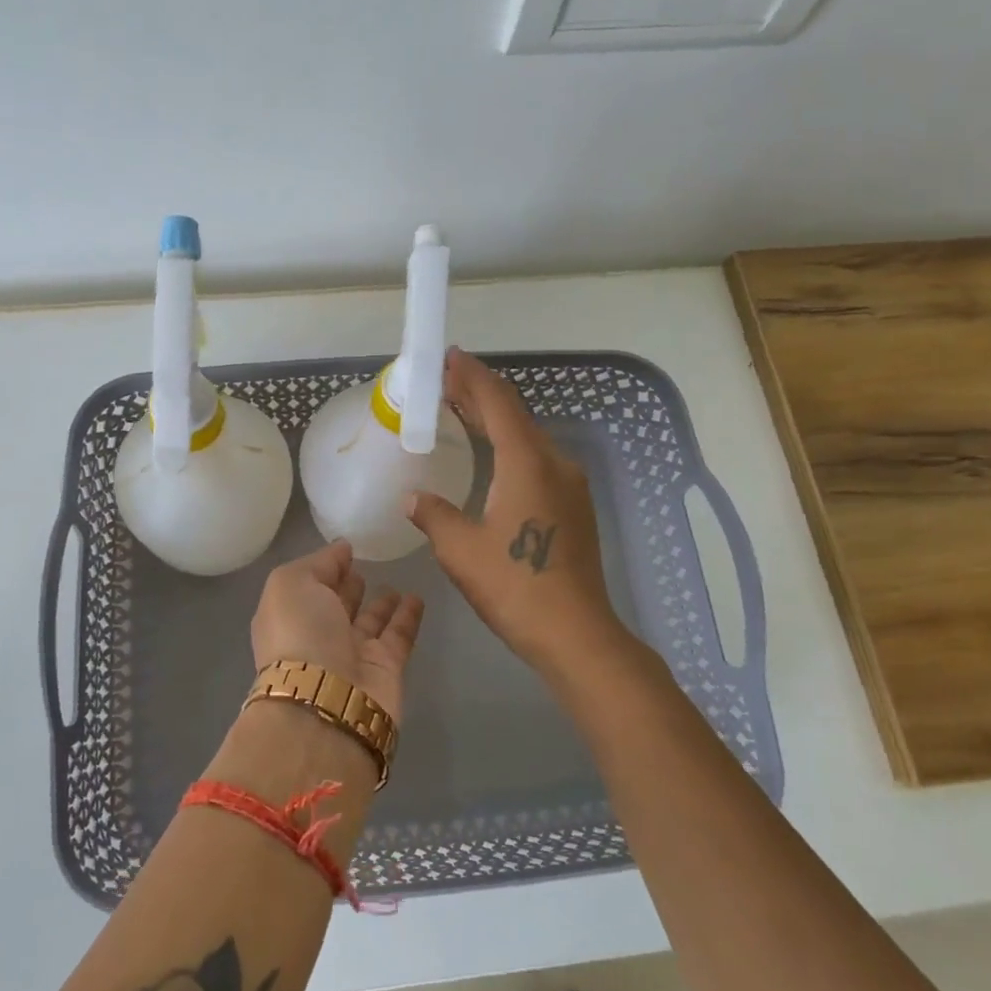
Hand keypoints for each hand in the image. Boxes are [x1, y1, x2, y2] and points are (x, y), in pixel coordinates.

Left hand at [250, 541, 423, 720]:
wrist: (327, 701)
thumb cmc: (300, 633)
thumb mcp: (291, 583)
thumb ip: (318, 562)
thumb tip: (342, 549)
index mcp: (289, 616)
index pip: (308, 586)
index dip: (325, 568)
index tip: (346, 550)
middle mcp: (318, 636)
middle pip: (336, 606)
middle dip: (349, 588)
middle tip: (367, 567)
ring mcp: (352, 655)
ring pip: (369, 623)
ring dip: (381, 604)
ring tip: (395, 582)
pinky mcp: (386, 668)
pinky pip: (399, 635)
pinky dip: (408, 617)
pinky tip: (417, 597)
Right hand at [404, 349, 624, 676]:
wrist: (575, 633)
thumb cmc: (514, 587)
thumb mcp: (460, 550)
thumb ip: (434, 515)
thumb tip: (415, 498)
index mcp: (527, 463)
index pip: (498, 403)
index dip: (472, 376)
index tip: (450, 357)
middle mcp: (554, 463)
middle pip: (515, 415)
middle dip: (480, 394)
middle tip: (447, 379)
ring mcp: (569, 486)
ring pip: (528, 438)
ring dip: (496, 421)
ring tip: (463, 411)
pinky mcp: (573, 507)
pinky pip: (537, 460)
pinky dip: (510, 446)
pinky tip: (493, 458)